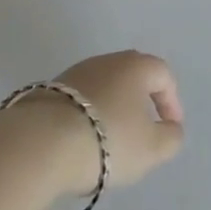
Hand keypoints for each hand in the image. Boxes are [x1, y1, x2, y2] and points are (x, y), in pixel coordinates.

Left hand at [10, 50, 185, 196]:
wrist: (39, 144)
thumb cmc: (107, 140)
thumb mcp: (151, 148)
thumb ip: (170, 138)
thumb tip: (171, 129)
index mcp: (136, 66)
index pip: (163, 75)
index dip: (171, 102)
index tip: (170, 129)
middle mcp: (107, 61)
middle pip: (132, 77)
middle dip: (141, 102)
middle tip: (142, 131)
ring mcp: (74, 73)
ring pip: (103, 88)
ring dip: (112, 110)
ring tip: (109, 142)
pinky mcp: (48, 91)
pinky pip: (78, 102)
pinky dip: (86, 118)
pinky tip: (81, 143)